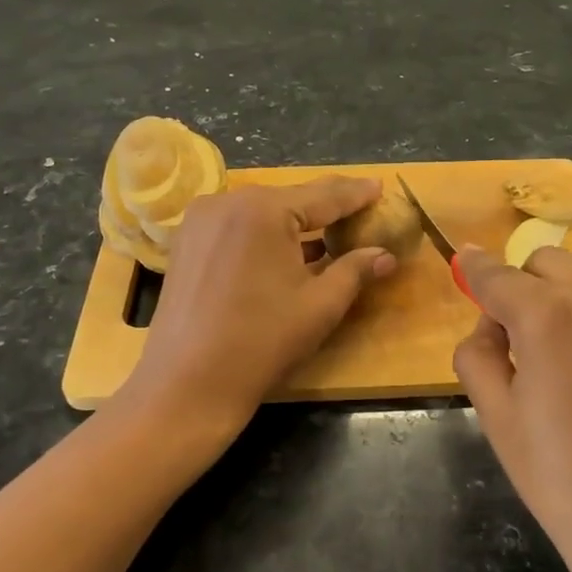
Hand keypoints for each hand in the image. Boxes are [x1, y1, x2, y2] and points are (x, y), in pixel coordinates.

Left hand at [124, 176, 396, 427]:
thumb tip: (386, 254)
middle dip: (325, 208)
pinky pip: (237, 227)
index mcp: (263, 210)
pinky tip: (286, 251)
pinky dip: (265, 235)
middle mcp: (226, 202)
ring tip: (328, 231)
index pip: (323, 196)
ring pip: (261, 213)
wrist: (188, 385)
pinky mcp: (185, 244)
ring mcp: (200, 222)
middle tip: (358, 209)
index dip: (355, 194)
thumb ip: (355, 271)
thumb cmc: (262, 342)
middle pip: (289, 200)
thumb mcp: (320, 306)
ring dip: (294, 223)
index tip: (379, 186)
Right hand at [452, 245, 571, 571]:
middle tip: (517, 345)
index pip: (496, 275)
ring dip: (563, 303)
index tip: (462, 260)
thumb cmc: (561, 479)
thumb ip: (477, 353)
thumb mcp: (496, 417)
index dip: (473, 268)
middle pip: (545, 265)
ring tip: (565, 368)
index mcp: (547, 314)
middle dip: (522, 288)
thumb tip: (490, 325)